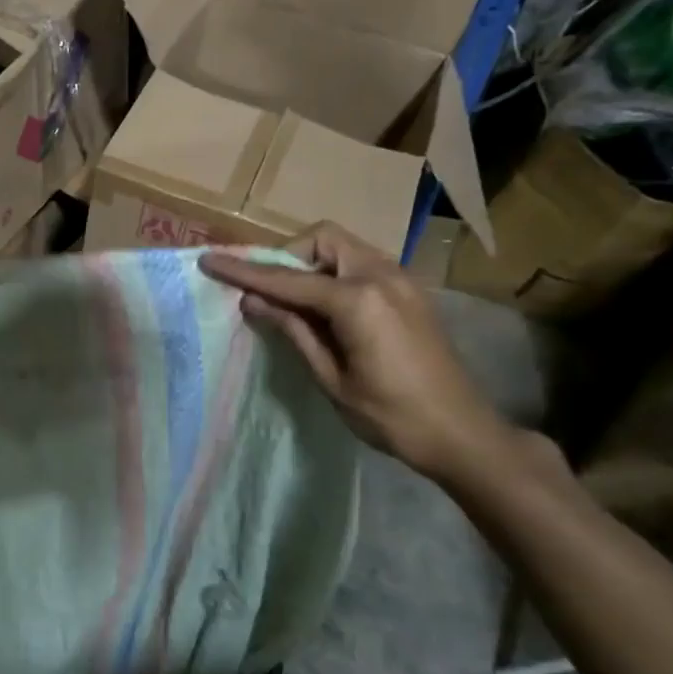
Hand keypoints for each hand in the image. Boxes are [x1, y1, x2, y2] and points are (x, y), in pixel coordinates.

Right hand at [200, 224, 512, 480]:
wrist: (463, 434)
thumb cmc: (392, 416)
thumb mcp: (331, 378)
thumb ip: (293, 330)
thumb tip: (252, 301)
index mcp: (359, 300)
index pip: (287, 278)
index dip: (244, 271)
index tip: (209, 260)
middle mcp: (382, 275)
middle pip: (321, 239)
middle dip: (287, 256)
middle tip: (269, 292)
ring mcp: (401, 280)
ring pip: (342, 248)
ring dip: (310, 264)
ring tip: (294, 303)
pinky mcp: (409, 292)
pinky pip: (360, 265)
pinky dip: (333, 275)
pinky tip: (325, 310)